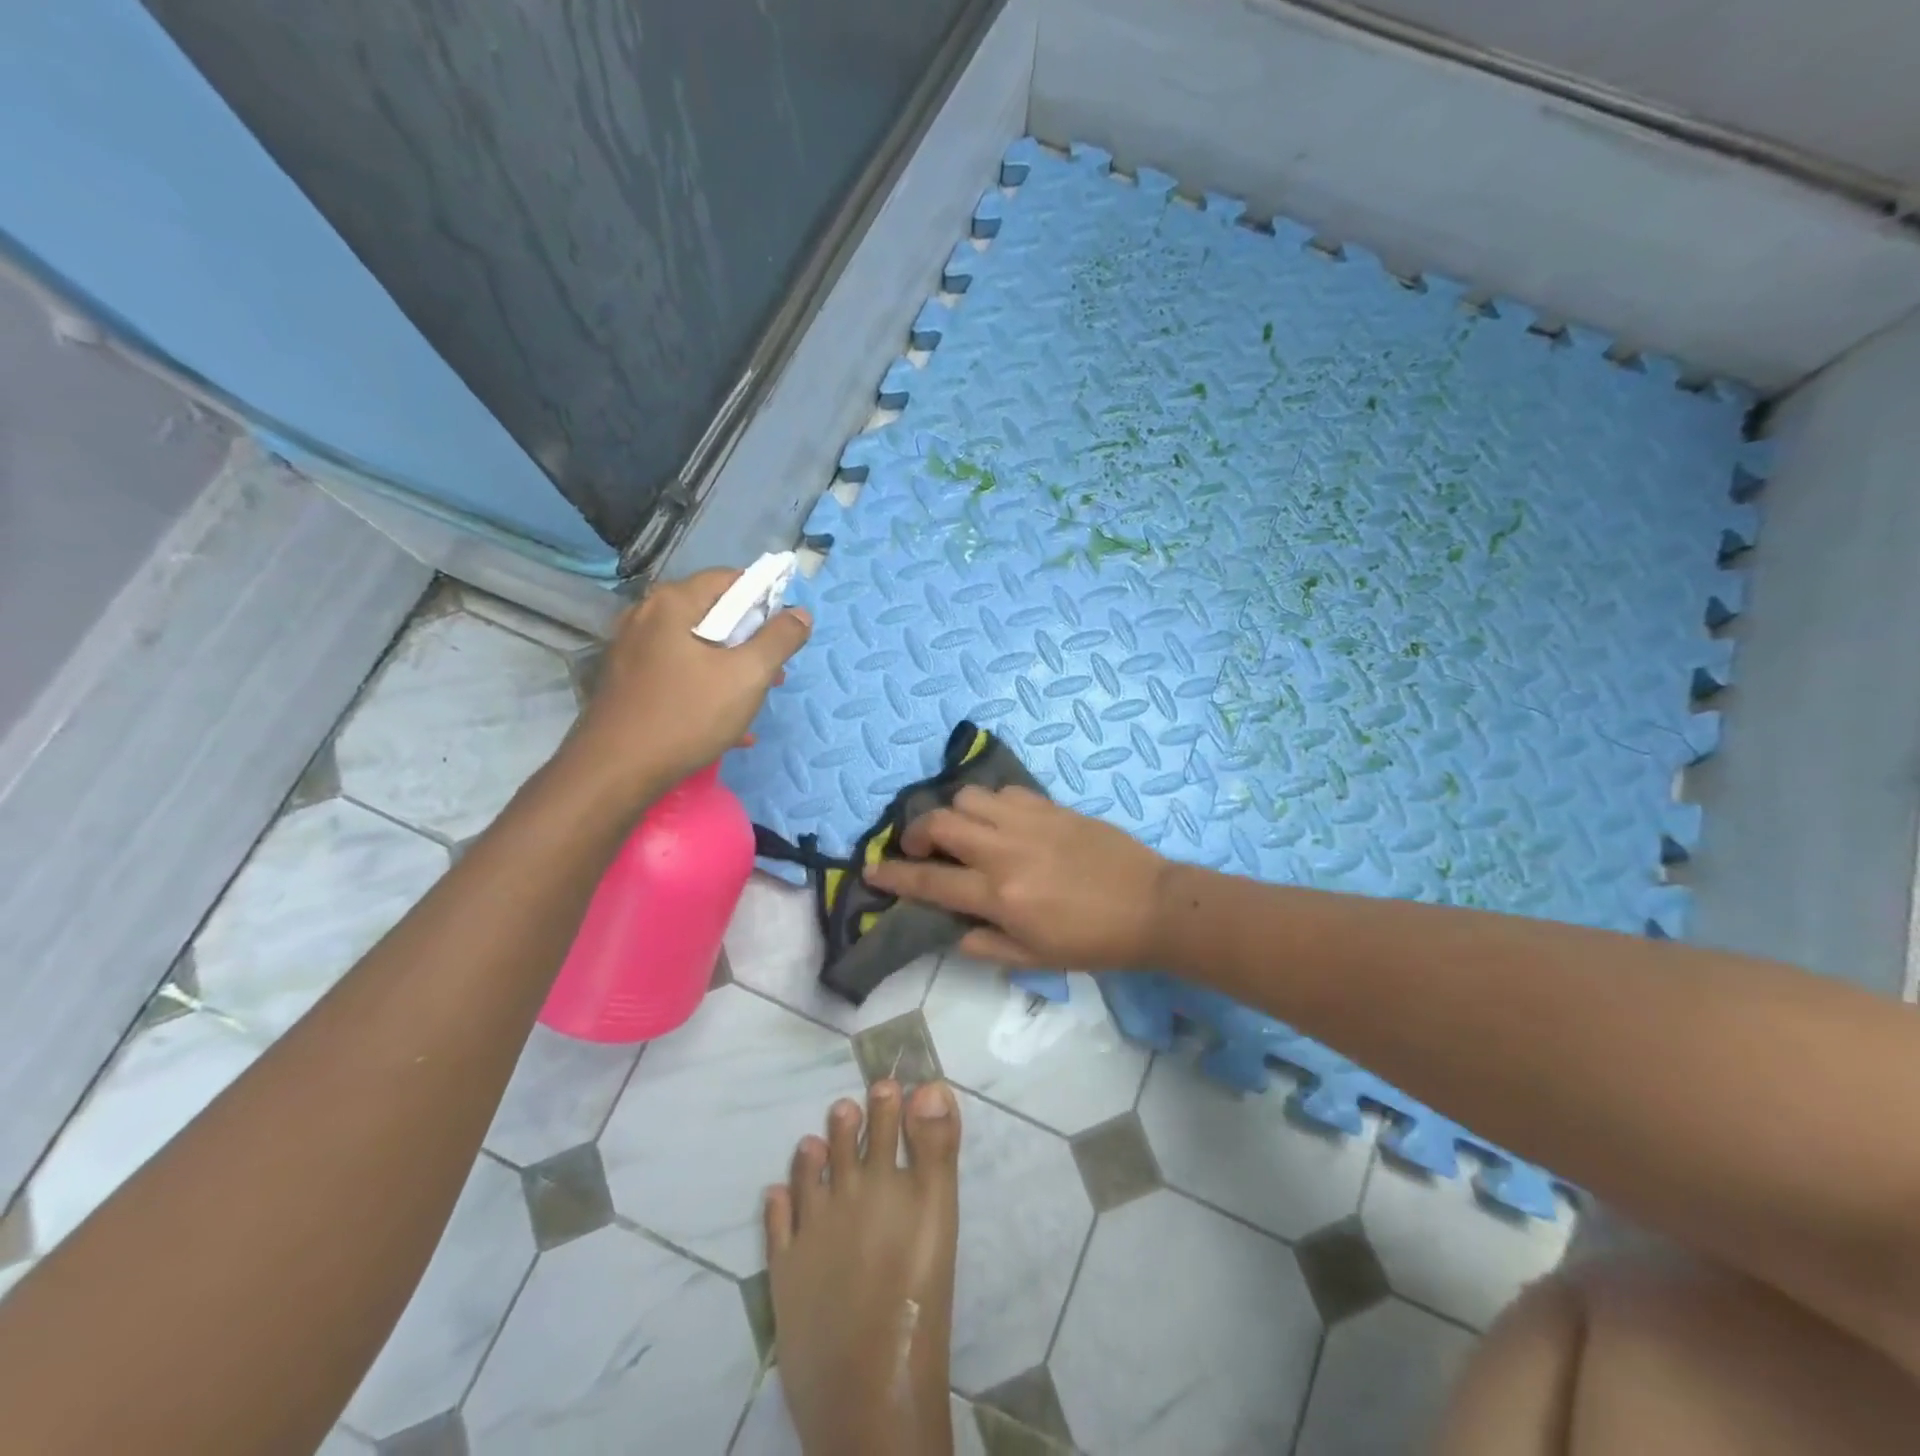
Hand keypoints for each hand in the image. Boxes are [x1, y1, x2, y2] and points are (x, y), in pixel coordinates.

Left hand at [567, 568, 809, 799]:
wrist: (615, 771)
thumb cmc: (687, 715)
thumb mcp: (747, 676)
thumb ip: (779, 639)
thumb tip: (801, 613)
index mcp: (673, 603)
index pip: (730, 579)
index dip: (765, 601)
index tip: (784, 636)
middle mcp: (646, 616)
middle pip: (713, 615)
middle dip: (751, 643)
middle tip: (774, 675)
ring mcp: (632, 650)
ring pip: (697, 649)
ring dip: (732, 671)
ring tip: (754, 703)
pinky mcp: (627, 682)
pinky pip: (678, 674)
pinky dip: (706, 690)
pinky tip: (728, 727)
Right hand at [864, 786, 1170, 969]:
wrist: (1152, 906)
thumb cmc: (1093, 942)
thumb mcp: (1034, 959)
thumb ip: (984, 944)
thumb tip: (952, 929)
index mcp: (1000, 895)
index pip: (930, 881)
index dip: (893, 875)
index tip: (871, 869)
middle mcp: (1006, 851)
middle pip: (940, 822)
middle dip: (916, 833)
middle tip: (921, 849)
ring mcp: (1029, 822)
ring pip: (969, 797)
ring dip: (955, 813)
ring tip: (964, 832)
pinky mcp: (1051, 806)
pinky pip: (1005, 792)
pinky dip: (990, 804)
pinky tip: (1000, 822)